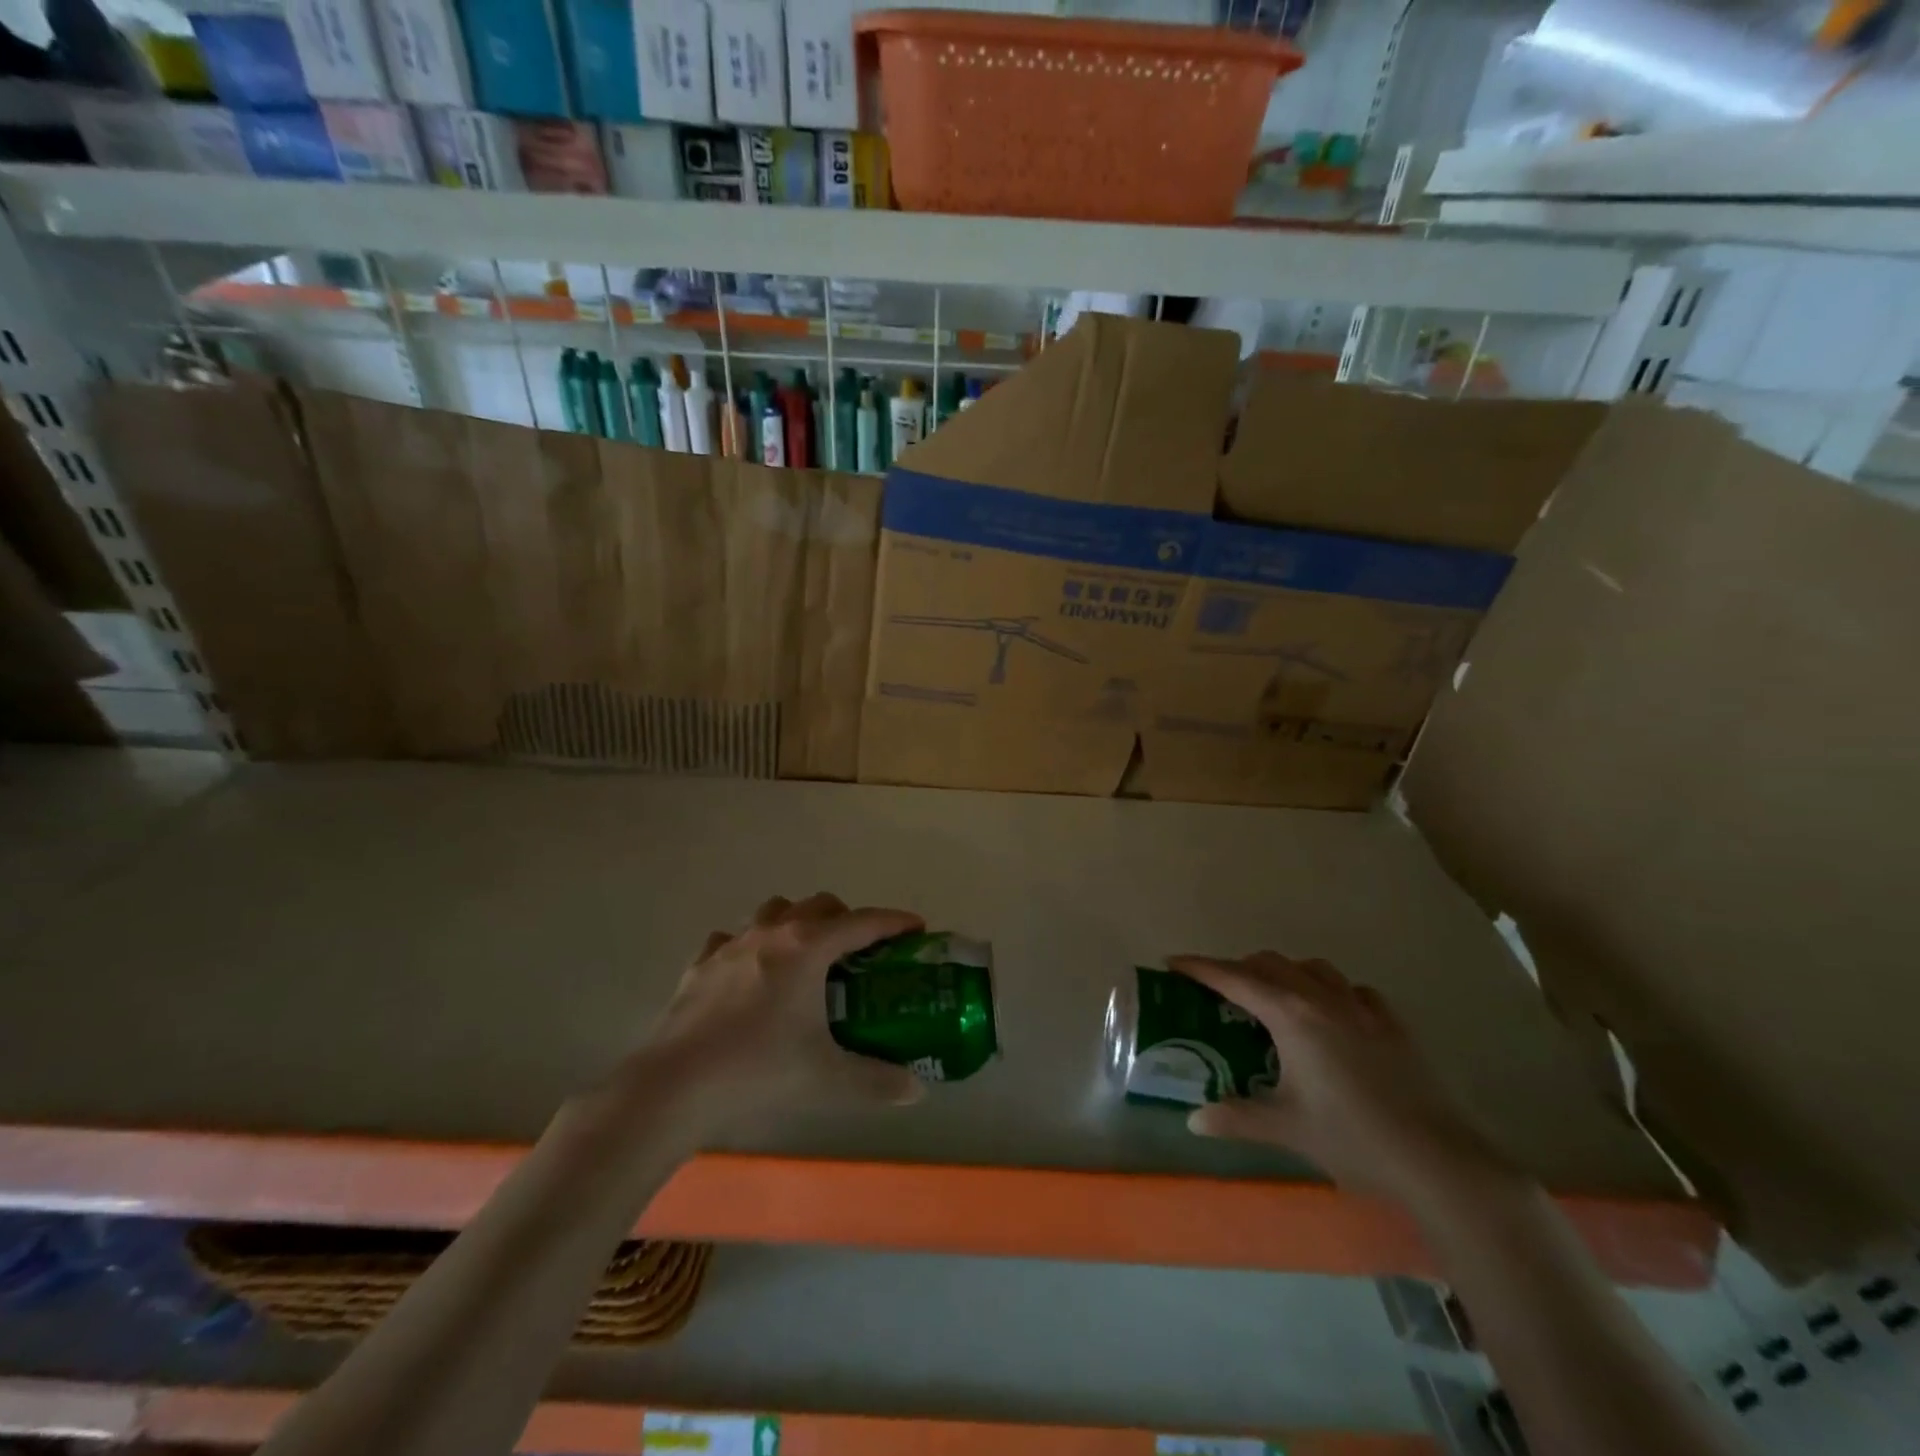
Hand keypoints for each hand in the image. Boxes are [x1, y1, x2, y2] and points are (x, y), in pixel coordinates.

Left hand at [638, 893, 926, 1133]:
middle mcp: (772, 933)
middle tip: (861, 951)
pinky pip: (731, 938)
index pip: (863, 922)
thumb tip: (917, 1091)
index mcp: (808, 948)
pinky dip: (749, 944)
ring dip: (797, 921)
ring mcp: (732, 944)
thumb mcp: (827, 1078)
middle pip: (820, 905)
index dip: (894, 922)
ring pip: (774, 910)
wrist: (675, 1085)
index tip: (916, 927)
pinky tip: (750, 970)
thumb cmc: (758, 1070)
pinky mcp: (701, 964)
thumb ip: (878, 1081)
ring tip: (806, 954)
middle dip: (847, 918)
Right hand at [1170, 952, 1513, 1212]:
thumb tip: (1193, 1121)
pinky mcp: (1392, 1023)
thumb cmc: (1352, 1139)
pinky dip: (1330, 991)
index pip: (1233, 979)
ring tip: (1274, 998)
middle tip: (1220, 993)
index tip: (1173, 963)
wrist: (1438, 1161)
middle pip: (1270, 963)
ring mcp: (1362, 1007)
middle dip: (1239, 969)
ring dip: (1285, 973)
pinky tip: (1332, 1015)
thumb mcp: (1285, 1128)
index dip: (1199, 968)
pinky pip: (1352, 990)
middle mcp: (1322, 998)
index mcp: (1291, 1015)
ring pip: (1312, 968)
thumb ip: (1235, 1118)